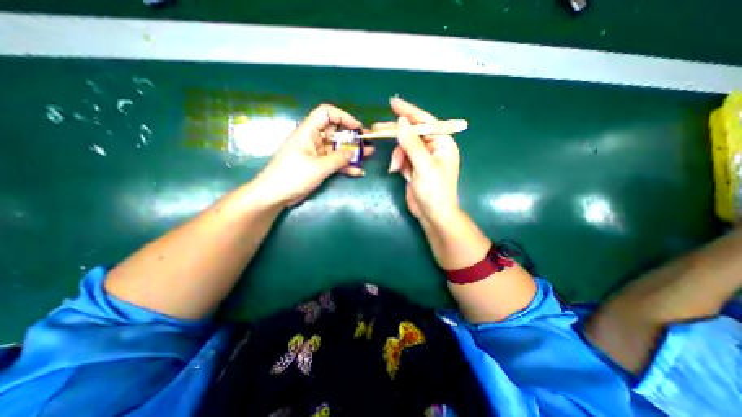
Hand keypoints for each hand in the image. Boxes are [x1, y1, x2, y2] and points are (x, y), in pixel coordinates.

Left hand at [254, 103, 373, 206]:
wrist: (275, 195)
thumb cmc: (293, 177)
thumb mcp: (318, 168)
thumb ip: (338, 159)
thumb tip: (354, 153)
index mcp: (308, 132)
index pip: (326, 113)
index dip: (343, 117)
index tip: (357, 128)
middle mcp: (313, 140)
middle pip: (335, 131)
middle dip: (352, 136)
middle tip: (367, 142)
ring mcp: (316, 154)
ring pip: (337, 148)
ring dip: (352, 152)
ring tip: (369, 155)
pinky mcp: (318, 166)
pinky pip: (335, 162)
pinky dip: (345, 166)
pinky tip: (358, 171)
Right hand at [385, 97, 462, 225]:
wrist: (432, 215)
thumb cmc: (434, 191)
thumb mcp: (423, 166)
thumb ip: (412, 144)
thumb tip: (402, 122)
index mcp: (442, 143)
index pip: (425, 122)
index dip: (409, 112)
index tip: (393, 103)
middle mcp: (433, 148)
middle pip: (412, 134)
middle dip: (396, 134)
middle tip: (376, 128)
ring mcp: (422, 158)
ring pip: (404, 147)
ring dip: (397, 156)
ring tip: (395, 168)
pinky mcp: (414, 168)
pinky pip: (402, 158)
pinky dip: (398, 163)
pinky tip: (397, 171)